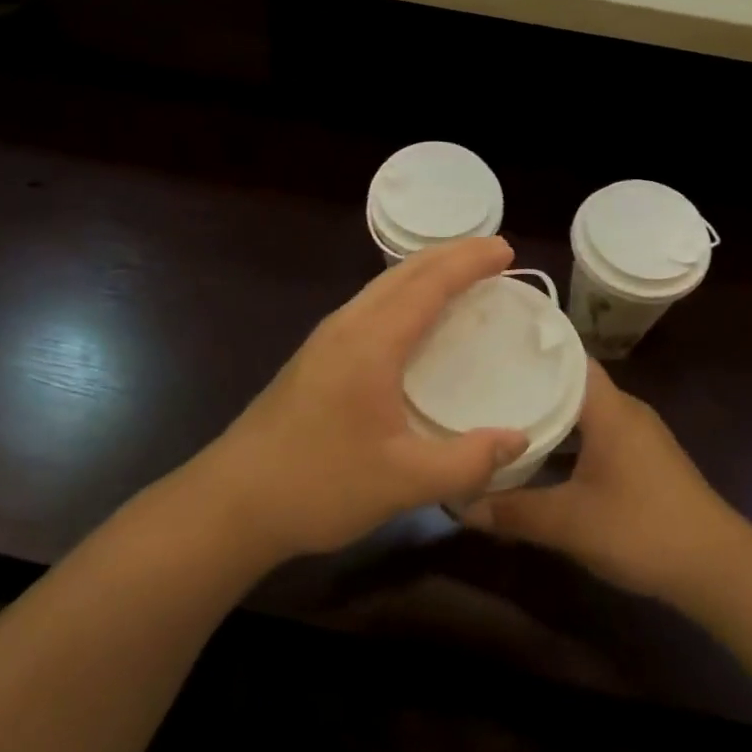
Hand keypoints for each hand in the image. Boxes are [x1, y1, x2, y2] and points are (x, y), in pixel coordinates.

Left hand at [190, 238, 529, 561]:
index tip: (507, 250)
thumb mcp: (402, 482)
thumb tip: (520, 440)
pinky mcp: (316, 356)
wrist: (231, 502)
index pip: (428, 284)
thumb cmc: (318, 485)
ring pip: (383, 286)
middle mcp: (347, 326)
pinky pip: (371, 304)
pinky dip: (405, 293)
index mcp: (370, 342)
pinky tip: (414, 318)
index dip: (469, 262)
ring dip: (425, 271)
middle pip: (404, 272)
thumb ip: (467, 462)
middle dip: (451, 254)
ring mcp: (327, 339)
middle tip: (494, 253)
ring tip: (461, 274)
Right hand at [461, 361, 751, 599]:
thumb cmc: (642, 528)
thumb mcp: (570, 523)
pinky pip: (596, 432)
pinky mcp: (644, 459)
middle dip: (530, 382)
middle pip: (572, 381)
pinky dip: (568, 437)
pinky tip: (542, 456)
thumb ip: (514, 511)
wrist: (717, 568)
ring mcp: (638, 435)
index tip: (491, 347)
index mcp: (608, 408)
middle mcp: (625, 410)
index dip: (531, 349)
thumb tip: (462, 505)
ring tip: (502, 416)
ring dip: (550, 414)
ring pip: (584, 411)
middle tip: (483, 382)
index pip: (568, 356)